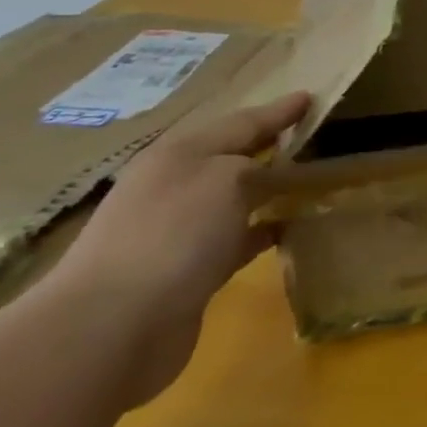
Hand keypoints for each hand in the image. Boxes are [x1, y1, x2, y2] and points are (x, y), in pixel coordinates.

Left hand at [43, 90, 311, 405]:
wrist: (111, 329)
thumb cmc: (174, 234)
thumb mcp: (228, 179)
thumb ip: (259, 167)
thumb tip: (274, 174)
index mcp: (179, 154)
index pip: (242, 122)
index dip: (278, 111)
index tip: (311, 98)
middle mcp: (174, 187)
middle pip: (234, 158)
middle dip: (272, 147)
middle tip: (315, 138)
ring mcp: (176, 232)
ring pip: (235, 199)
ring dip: (269, 191)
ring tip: (312, 183)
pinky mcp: (185, 273)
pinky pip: (235, 239)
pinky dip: (261, 230)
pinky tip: (288, 230)